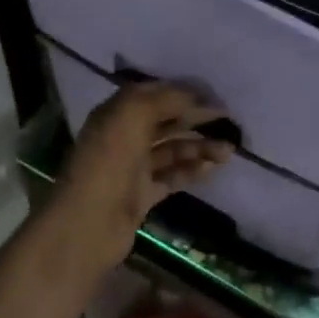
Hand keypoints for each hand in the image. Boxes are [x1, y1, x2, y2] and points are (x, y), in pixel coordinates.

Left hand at [41, 82, 233, 274]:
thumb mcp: (132, 116)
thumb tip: (196, 96)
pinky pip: (172, 176)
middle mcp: (122, 137)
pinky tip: (212, 168)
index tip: (215, 97)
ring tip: (228, 150)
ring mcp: (132, 168)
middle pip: (165, 121)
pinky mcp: (141, 195)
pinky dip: (191, 170)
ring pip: (172, 150)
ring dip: (200, 146)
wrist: (88, 224)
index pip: (154, 94)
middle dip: (196, 119)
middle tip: (229, 122)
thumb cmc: (109, 163)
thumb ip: (165, 99)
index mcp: (115, 114)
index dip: (184, 93)